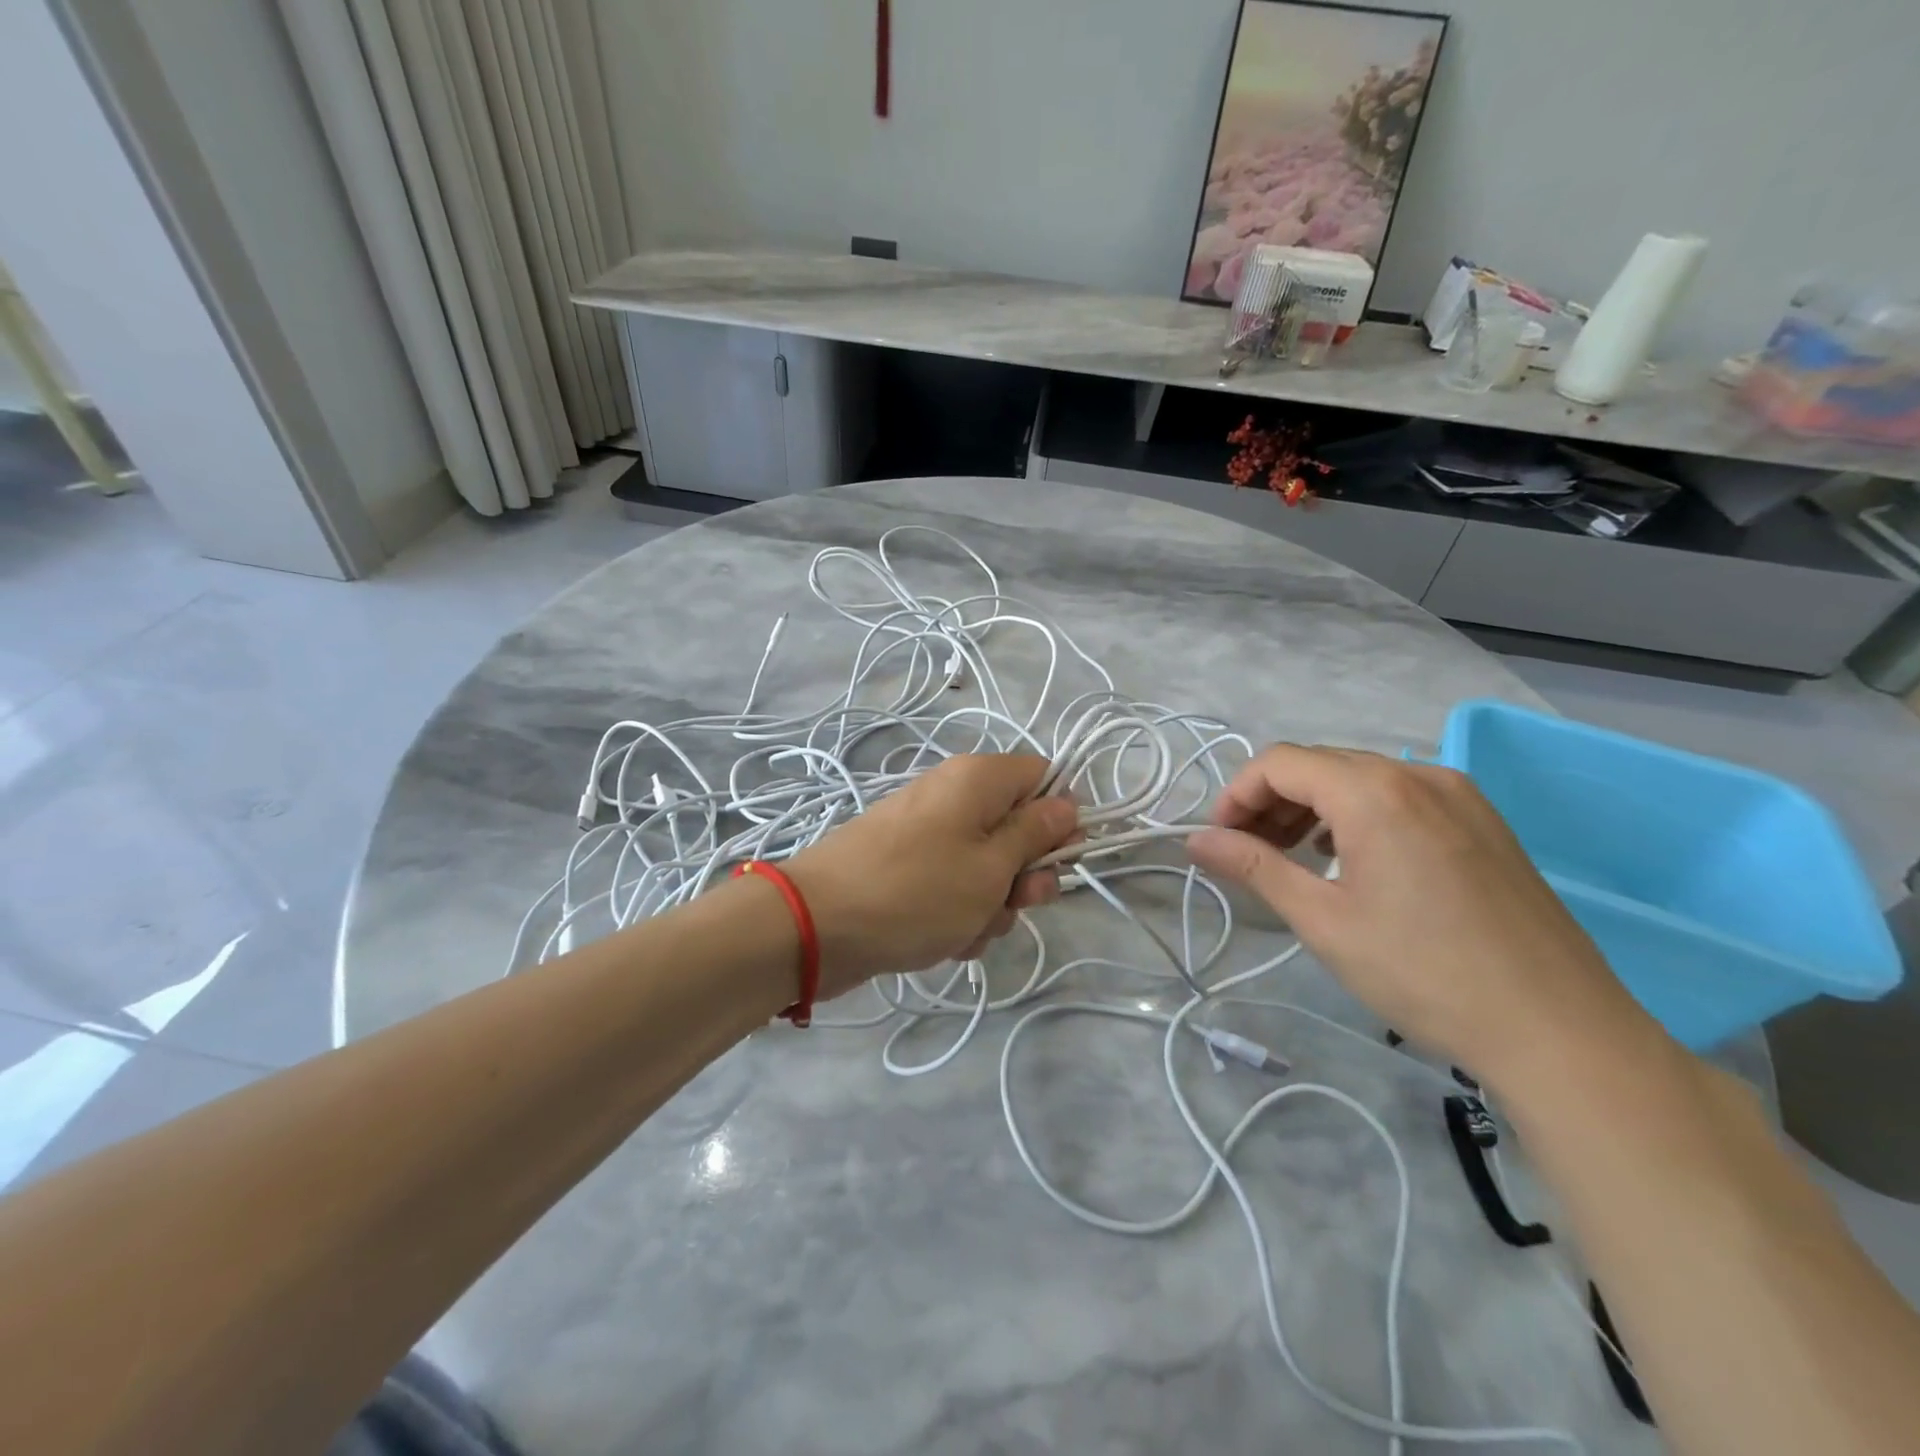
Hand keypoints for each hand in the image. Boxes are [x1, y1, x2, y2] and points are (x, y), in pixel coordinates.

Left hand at [785, 753, 1077, 995]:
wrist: (816, 926)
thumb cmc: (917, 891)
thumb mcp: (991, 867)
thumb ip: (1036, 834)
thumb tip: (1068, 804)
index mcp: (978, 779)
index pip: (1044, 778)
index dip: (1060, 819)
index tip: (1060, 859)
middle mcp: (953, 796)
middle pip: (1017, 828)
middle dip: (1025, 875)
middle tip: (1015, 903)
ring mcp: (928, 834)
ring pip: (988, 867)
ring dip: (991, 905)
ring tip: (965, 929)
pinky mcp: (908, 868)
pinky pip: (953, 887)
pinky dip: (958, 915)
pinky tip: (944, 940)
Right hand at [1186, 745, 1658, 1086]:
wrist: (1560, 1030)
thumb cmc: (1425, 974)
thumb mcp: (1323, 921)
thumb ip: (1254, 867)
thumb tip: (1194, 840)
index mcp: (1375, 792)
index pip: (1280, 763)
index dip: (1237, 794)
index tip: (1219, 840)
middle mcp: (1418, 774)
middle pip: (1319, 764)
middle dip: (1270, 801)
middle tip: (1247, 852)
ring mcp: (1459, 794)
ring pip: (1359, 777)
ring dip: (1312, 807)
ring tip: (1292, 856)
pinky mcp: (1482, 820)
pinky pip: (1399, 795)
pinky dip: (1357, 814)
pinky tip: (1351, 859)